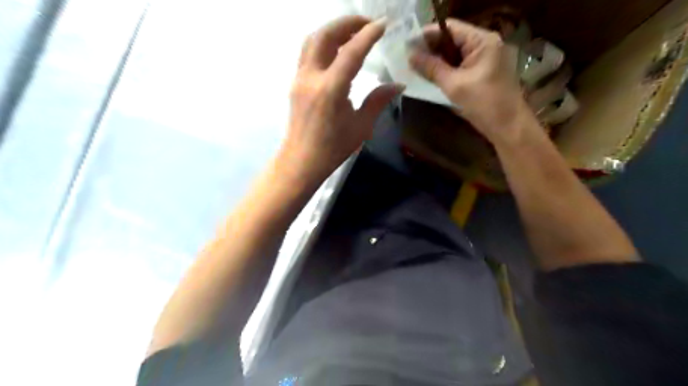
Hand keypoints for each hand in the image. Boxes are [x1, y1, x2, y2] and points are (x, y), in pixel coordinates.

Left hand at [280, 15, 404, 180]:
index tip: (384, 24)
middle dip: (348, 22)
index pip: (351, 52)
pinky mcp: (295, 83)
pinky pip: (307, 52)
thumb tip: (398, 85)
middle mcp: (312, 78)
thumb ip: (378, 100)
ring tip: (353, 33)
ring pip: (312, 40)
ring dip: (333, 30)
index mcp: (331, 90)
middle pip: (325, 35)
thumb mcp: (361, 126)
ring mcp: (300, 79)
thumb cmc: (333, 148)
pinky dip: (323, 42)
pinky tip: (336, 50)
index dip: (369, 34)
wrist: (302, 161)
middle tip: (368, 24)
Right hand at [410, 18, 533, 145]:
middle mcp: (485, 44)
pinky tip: (430, 75)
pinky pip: (460, 65)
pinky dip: (446, 69)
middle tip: (408, 57)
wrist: (507, 126)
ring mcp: (485, 58)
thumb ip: (432, 68)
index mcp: (482, 41)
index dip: (427, 34)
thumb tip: (410, 56)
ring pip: (455, 53)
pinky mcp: (482, 72)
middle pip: (452, 39)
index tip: (407, 45)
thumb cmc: (484, 103)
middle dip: (430, 48)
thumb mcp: (454, 85)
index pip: (450, 28)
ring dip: (436, 60)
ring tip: (414, 66)